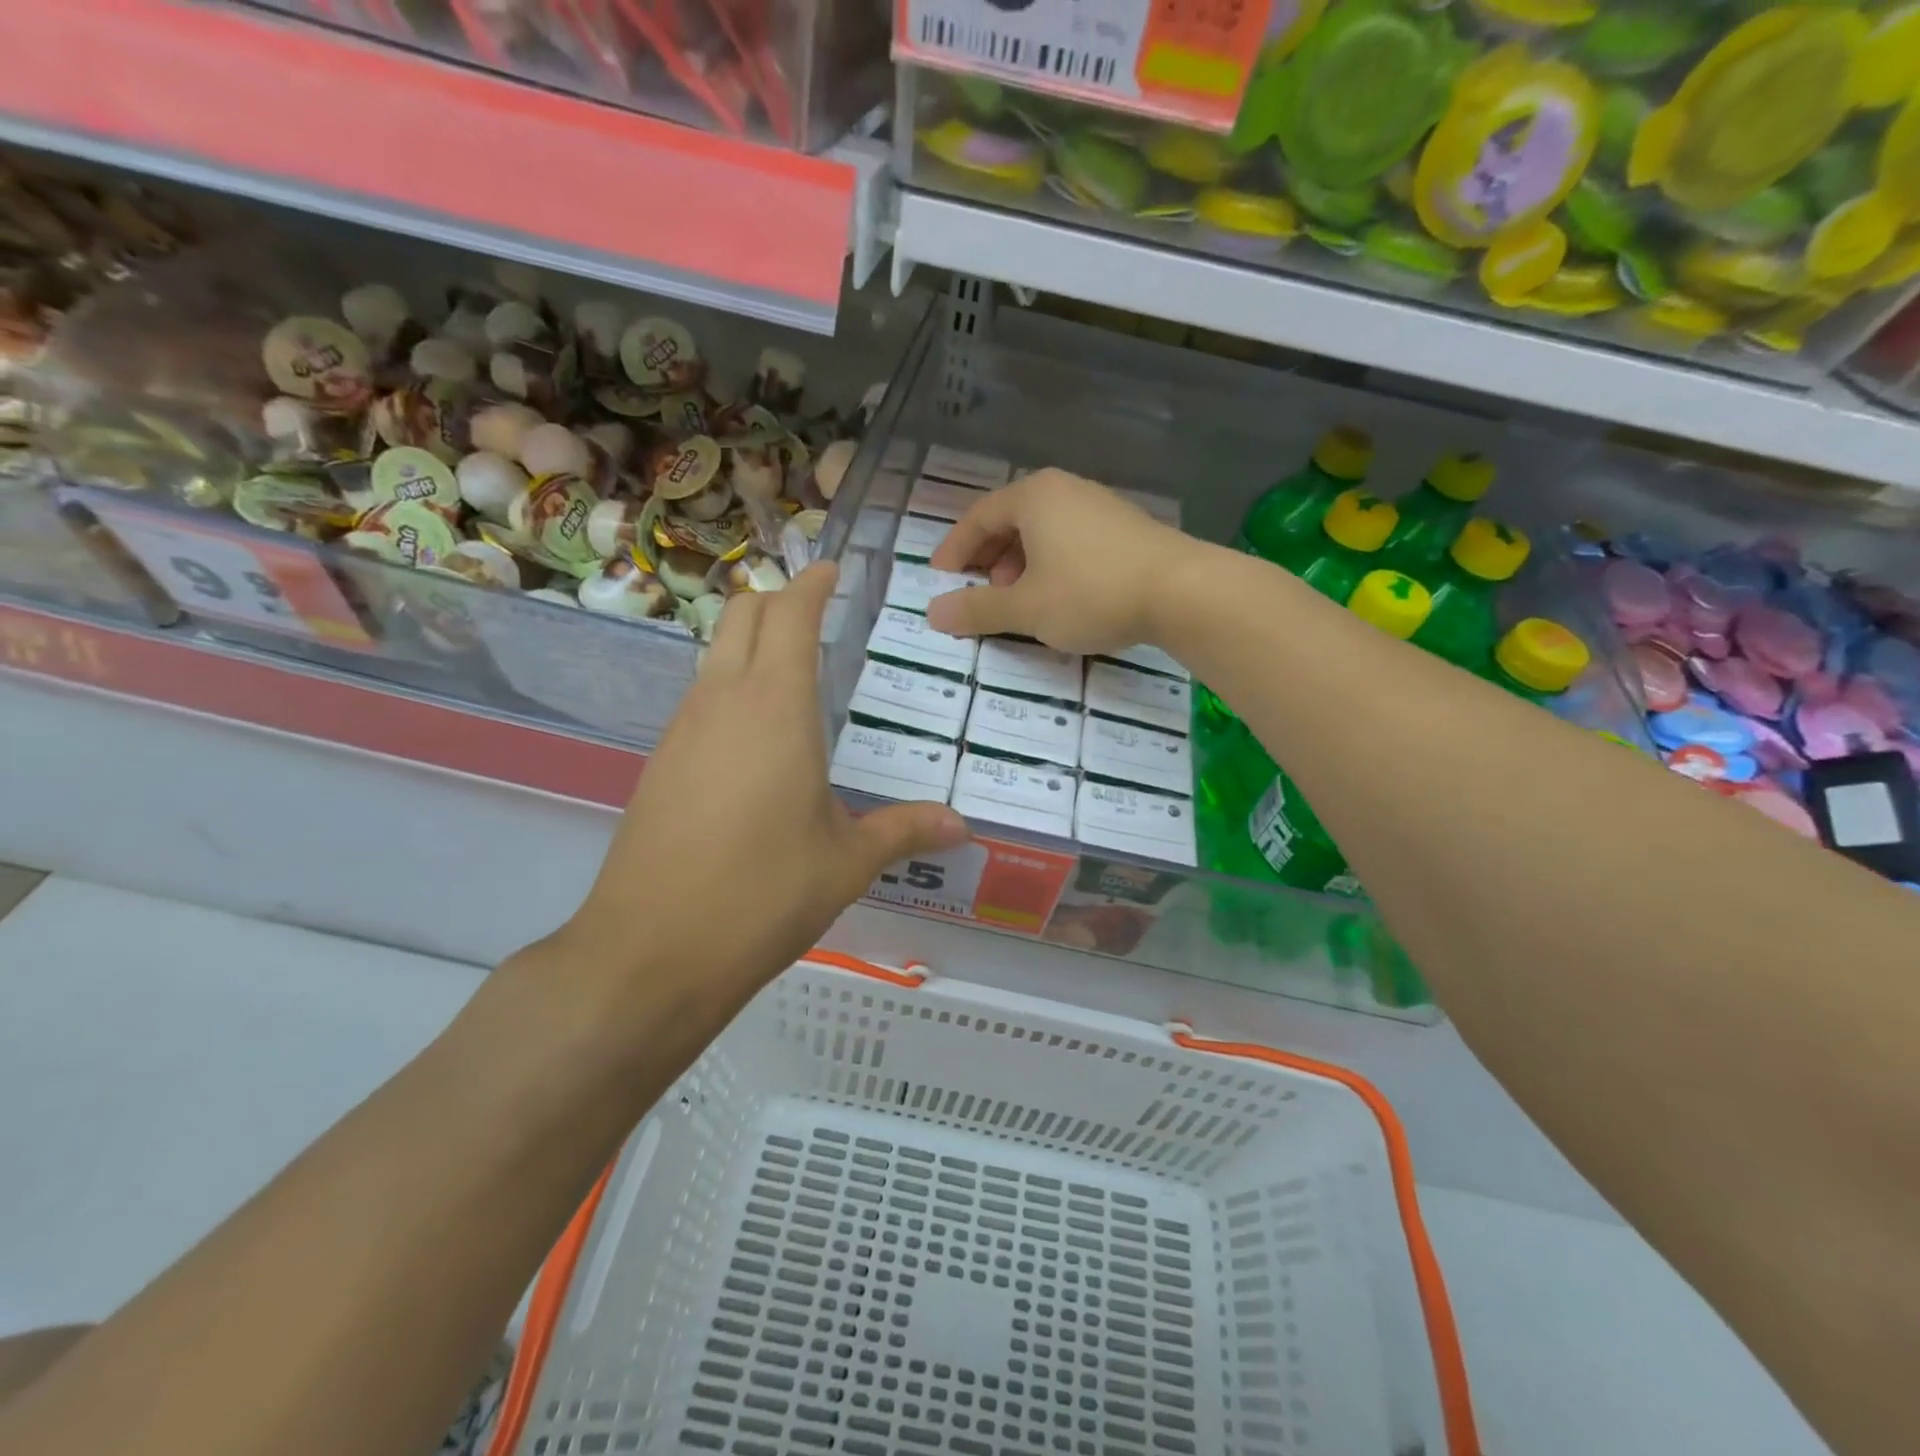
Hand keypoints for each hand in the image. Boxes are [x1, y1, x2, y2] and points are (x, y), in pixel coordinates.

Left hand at [555, 563, 968, 1023]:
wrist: (652, 950)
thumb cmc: (764, 892)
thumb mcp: (848, 861)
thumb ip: (905, 830)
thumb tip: (962, 825)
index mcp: (775, 706)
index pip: (789, 614)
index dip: (812, 584)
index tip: (834, 571)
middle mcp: (722, 701)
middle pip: (742, 615)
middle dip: (778, 601)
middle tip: (817, 617)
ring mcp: (681, 730)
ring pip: (715, 655)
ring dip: (751, 645)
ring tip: (794, 676)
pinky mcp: (659, 764)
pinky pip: (699, 699)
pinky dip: (730, 689)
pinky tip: (756, 739)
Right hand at [926, 468, 1203, 653]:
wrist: (1183, 591)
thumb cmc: (1091, 593)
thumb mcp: (1026, 608)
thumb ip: (978, 610)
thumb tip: (933, 613)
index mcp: (1034, 497)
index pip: (978, 517)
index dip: (954, 550)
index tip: (940, 580)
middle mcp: (1065, 490)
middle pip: (1011, 520)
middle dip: (989, 559)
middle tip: (982, 593)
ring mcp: (1099, 506)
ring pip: (1043, 532)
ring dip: (1020, 565)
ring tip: (1021, 600)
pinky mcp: (1125, 528)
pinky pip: (1071, 540)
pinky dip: (1052, 565)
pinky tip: (1061, 597)